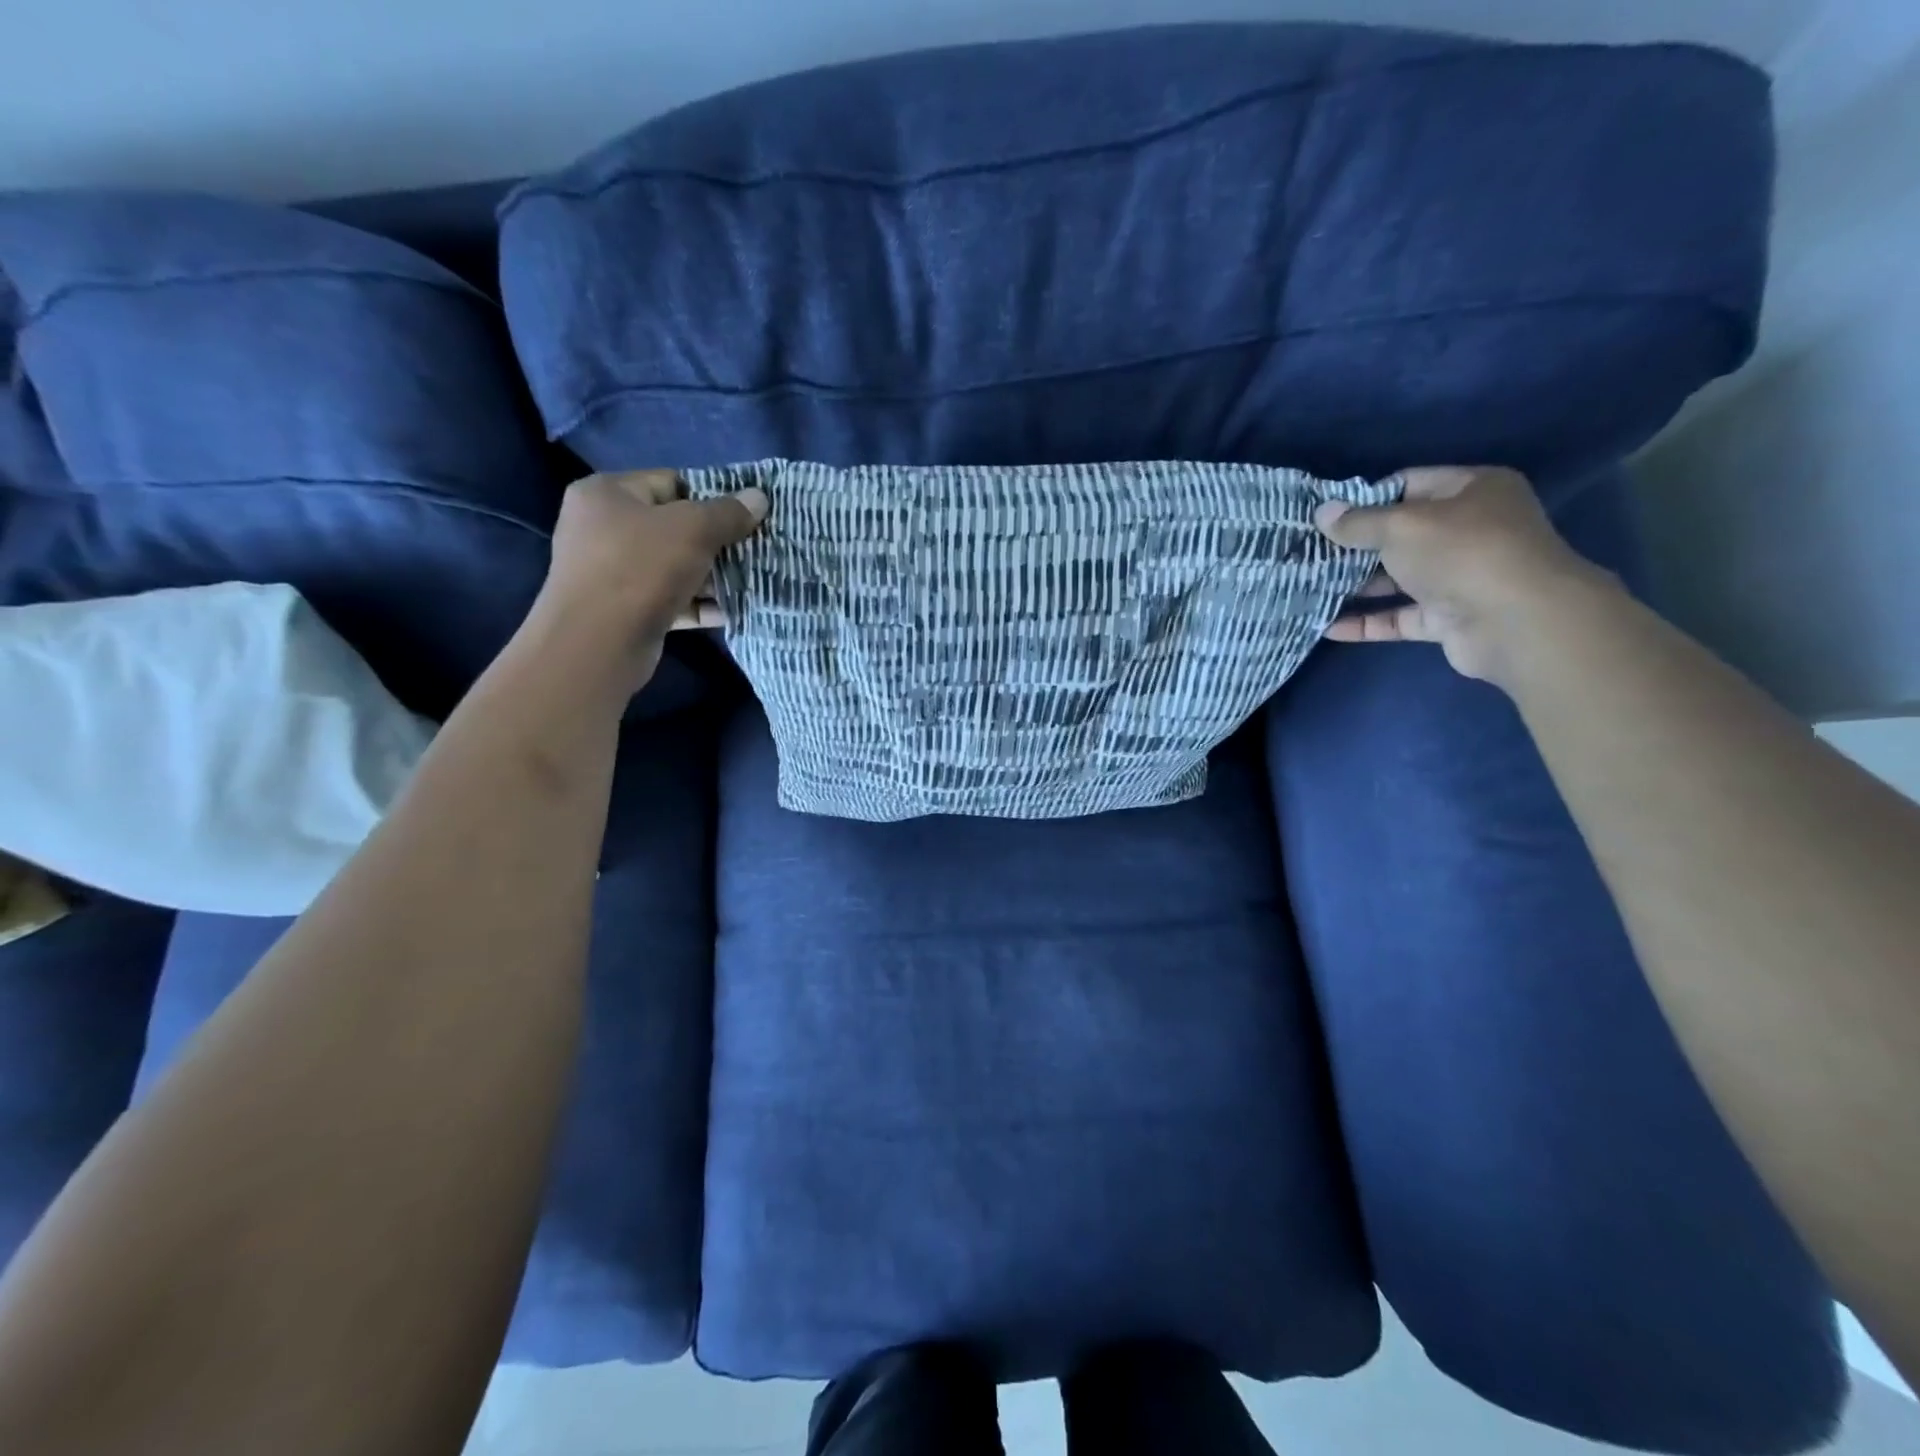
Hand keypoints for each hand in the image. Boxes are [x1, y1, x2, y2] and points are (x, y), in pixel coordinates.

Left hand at [530, 469, 767, 689]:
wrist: (598, 643)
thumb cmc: (641, 568)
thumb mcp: (693, 529)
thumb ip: (728, 512)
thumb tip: (759, 497)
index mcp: (607, 494)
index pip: (670, 482)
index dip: (712, 496)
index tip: (747, 514)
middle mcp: (602, 528)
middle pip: (674, 527)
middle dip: (717, 540)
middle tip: (754, 548)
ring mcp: (612, 572)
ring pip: (675, 566)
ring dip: (713, 575)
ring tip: (753, 579)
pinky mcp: (626, 610)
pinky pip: (672, 599)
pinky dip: (700, 604)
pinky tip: (734, 610)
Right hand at [1314, 466, 1607, 683]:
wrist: (1516, 622)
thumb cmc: (1461, 553)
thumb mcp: (1401, 526)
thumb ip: (1358, 522)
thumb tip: (1321, 512)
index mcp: (1472, 491)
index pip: (1409, 484)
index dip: (1366, 498)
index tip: (1326, 516)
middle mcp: (1471, 530)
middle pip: (1402, 533)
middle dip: (1356, 545)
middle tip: (1310, 553)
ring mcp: (1461, 576)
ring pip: (1399, 578)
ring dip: (1357, 585)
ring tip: (1311, 588)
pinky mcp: (1450, 618)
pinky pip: (1400, 617)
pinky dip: (1368, 622)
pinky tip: (1328, 626)